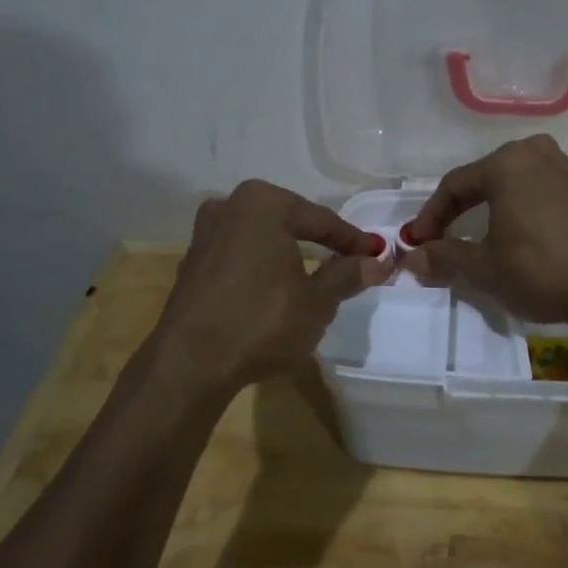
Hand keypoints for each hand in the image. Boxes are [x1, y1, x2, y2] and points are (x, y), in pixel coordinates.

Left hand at [157, 180, 392, 387]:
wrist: (190, 364)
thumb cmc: (262, 321)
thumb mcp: (317, 301)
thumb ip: (348, 275)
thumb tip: (377, 262)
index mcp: (263, 203)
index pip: (321, 220)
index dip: (353, 240)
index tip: (377, 254)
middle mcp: (229, 206)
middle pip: (290, 223)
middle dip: (319, 242)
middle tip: (349, 261)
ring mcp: (204, 234)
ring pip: (263, 239)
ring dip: (289, 255)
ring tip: (315, 275)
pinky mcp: (192, 264)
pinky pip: (241, 257)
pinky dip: (263, 267)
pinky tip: (276, 289)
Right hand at [401, 135, 567, 324]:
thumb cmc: (540, 269)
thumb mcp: (484, 267)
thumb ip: (445, 256)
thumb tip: (412, 258)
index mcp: (506, 164)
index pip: (455, 185)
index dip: (431, 215)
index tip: (418, 242)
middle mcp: (538, 155)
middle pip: (489, 175)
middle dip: (465, 205)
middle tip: (447, 233)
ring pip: (527, 176)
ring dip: (506, 197)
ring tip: (493, 221)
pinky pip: (560, 188)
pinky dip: (545, 200)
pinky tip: (545, 217)